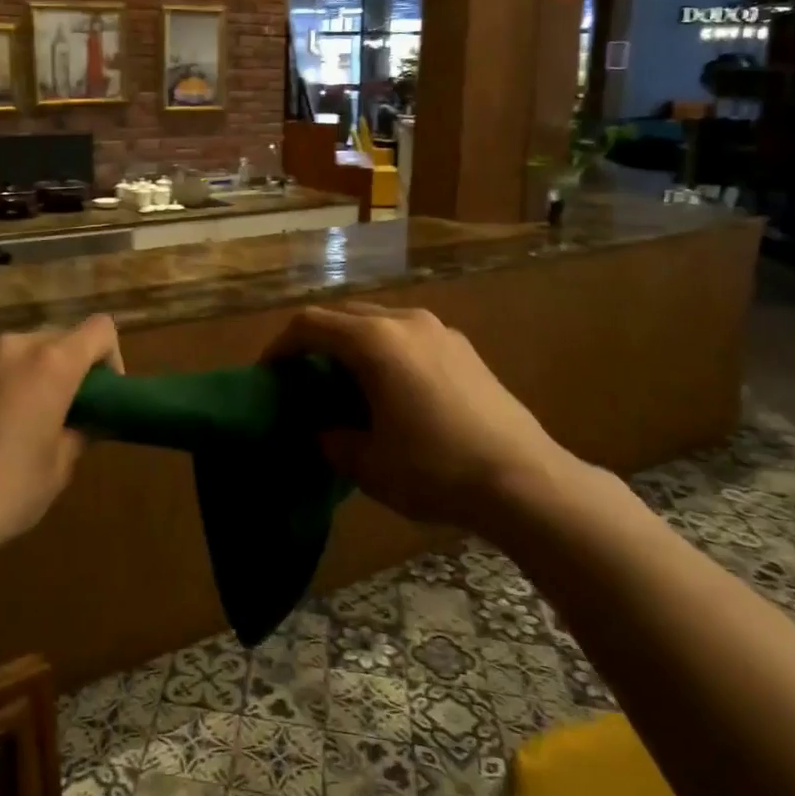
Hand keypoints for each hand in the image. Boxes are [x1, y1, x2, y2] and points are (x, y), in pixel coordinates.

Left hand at [0, 316, 121, 567]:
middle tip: (54, 413)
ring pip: (9, 351)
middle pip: (53, 340)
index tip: (100, 393)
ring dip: (19, 374)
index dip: (109, 357)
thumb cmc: (3, 493)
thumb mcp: (57, 470)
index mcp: (51, 364)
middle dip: (62, 369)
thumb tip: (84, 421)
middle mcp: (10, 345)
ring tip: (4, 419)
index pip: (99, 330)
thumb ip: (78, 432)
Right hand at [268, 303, 577, 527]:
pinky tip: (393, 389)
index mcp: (374, 340)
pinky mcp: (464, 347)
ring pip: (379, 322)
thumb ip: (332, 441)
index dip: (280, 345)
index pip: (310, 325)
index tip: (269, 373)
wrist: (525, 480)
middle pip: (344, 315)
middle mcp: (405, 321)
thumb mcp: (368, 465)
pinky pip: (409, 335)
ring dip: (353, 344)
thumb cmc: (435, 469)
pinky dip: (386, 351)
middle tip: (304, 377)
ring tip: (347, 383)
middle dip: (316, 341)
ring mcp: (439, 330)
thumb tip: (323, 431)